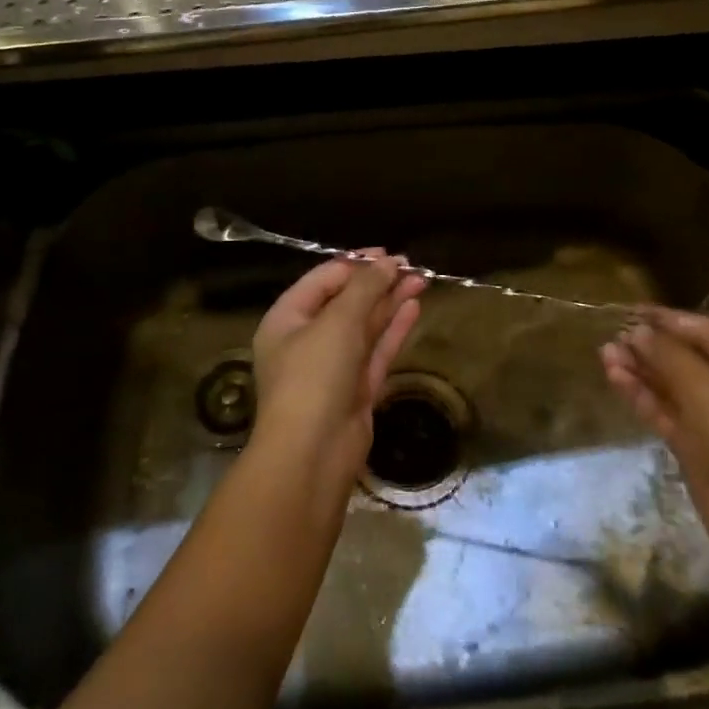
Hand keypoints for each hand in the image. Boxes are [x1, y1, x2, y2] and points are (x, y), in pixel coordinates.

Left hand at [251, 252, 425, 487]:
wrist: (312, 454)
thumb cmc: (314, 376)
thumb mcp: (337, 322)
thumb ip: (365, 288)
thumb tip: (388, 263)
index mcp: (287, 320)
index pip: (322, 280)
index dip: (355, 264)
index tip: (387, 254)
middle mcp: (307, 340)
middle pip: (345, 301)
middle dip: (377, 282)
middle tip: (410, 265)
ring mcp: (333, 367)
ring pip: (365, 325)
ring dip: (390, 301)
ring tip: (421, 279)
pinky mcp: (355, 389)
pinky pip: (376, 350)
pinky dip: (393, 328)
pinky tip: (413, 307)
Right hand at [601, 306, 708, 562]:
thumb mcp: (706, 388)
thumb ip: (668, 355)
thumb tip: (637, 331)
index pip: (705, 331)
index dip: (667, 319)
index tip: (630, 309)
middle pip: (686, 358)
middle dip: (649, 346)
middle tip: (612, 334)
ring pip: (672, 386)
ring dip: (640, 370)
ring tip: (604, 354)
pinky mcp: (696, 447)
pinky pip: (666, 411)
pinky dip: (642, 395)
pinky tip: (615, 378)